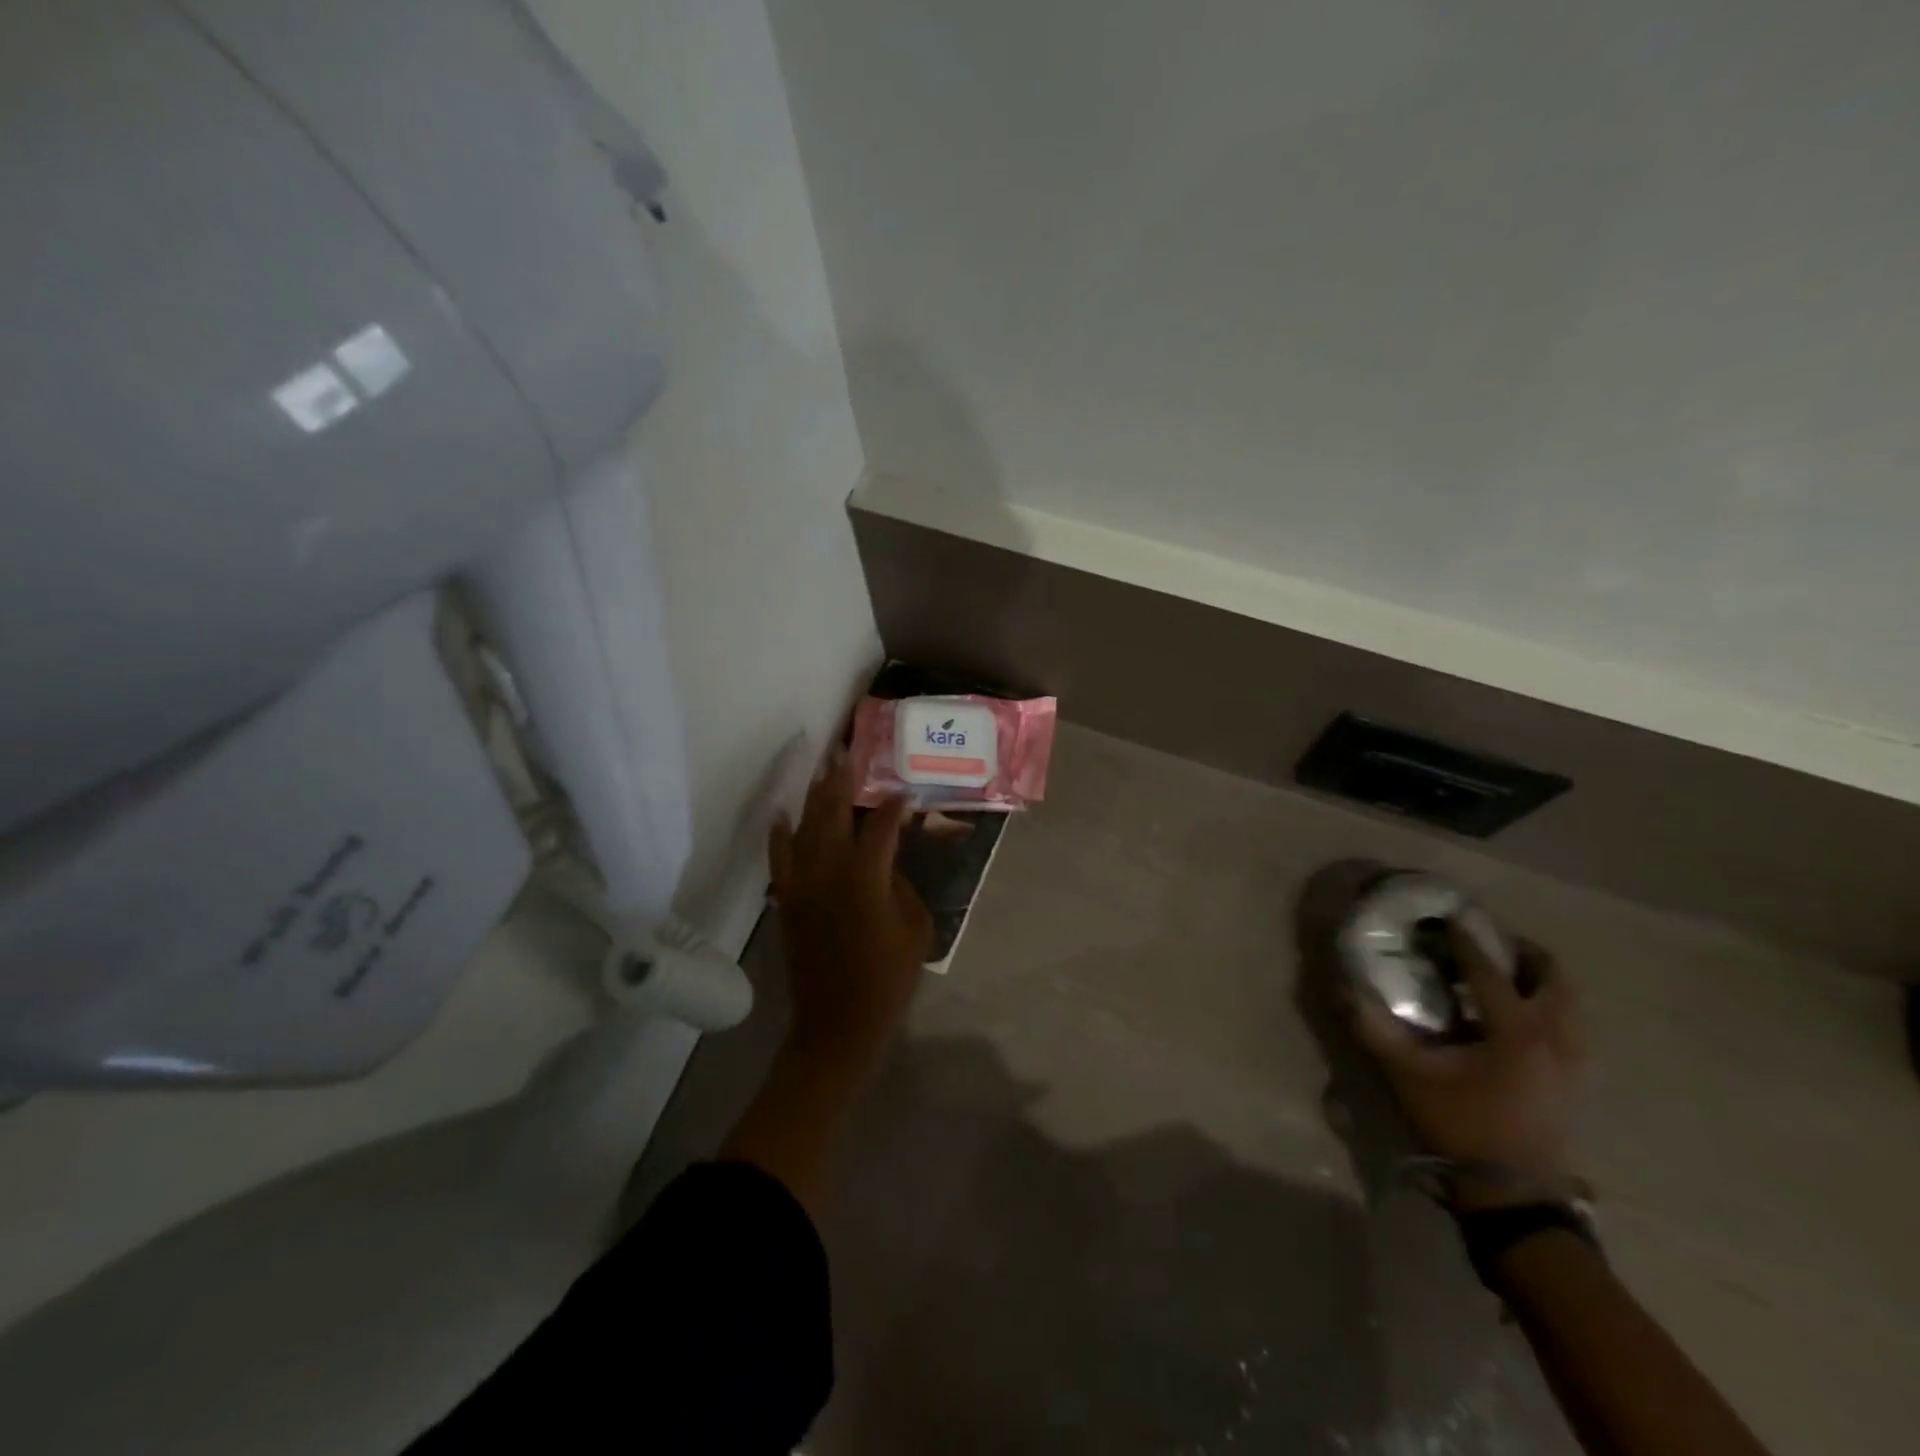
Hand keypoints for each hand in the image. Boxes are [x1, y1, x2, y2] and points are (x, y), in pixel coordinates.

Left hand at [768, 749, 931, 1076]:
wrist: (839, 1021)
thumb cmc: (888, 977)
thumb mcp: (915, 926)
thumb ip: (901, 883)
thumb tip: (889, 858)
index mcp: (867, 876)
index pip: (881, 825)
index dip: (895, 805)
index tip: (905, 790)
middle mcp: (830, 869)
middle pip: (834, 812)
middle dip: (842, 780)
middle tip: (846, 752)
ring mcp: (803, 883)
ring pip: (806, 827)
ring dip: (814, 796)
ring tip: (822, 769)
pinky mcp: (788, 899)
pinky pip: (780, 858)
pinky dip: (780, 834)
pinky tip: (782, 813)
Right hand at [1351, 924, 1583, 1207]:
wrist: (1511, 1194)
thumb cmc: (1459, 1126)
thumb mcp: (1406, 1075)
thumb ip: (1373, 1029)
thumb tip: (1342, 989)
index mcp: (1516, 1032)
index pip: (1491, 971)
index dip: (1466, 941)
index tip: (1447, 917)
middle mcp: (1554, 1039)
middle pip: (1554, 979)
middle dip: (1522, 953)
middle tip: (1487, 943)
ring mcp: (1572, 1062)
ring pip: (1570, 1004)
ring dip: (1540, 980)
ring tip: (1502, 974)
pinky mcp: (1574, 1081)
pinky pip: (1569, 1026)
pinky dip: (1547, 1007)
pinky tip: (1514, 1017)